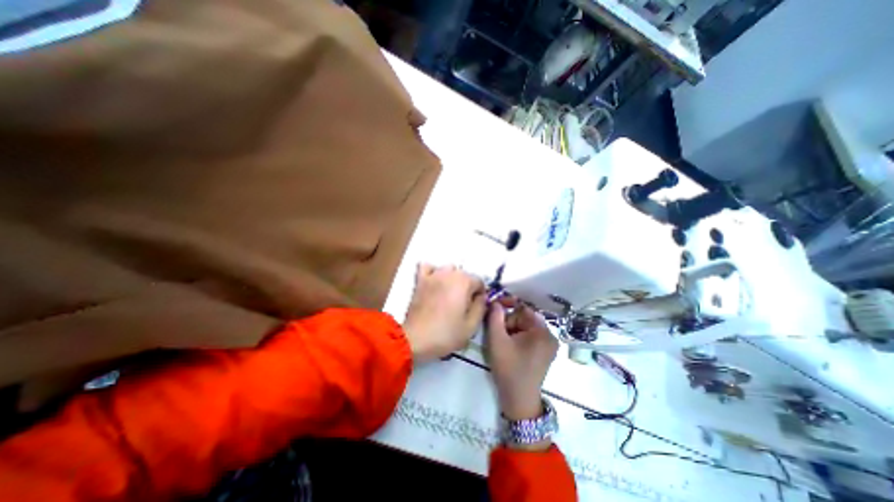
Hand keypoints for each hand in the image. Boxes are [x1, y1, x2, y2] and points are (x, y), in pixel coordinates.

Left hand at [405, 264, 488, 362]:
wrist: (416, 339)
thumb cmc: (446, 334)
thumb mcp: (471, 326)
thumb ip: (481, 307)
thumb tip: (481, 297)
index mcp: (464, 282)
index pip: (479, 281)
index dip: (480, 295)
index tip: (475, 308)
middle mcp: (449, 273)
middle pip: (465, 275)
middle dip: (467, 288)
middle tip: (462, 306)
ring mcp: (433, 275)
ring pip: (448, 269)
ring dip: (452, 279)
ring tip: (449, 295)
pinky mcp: (420, 280)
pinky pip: (427, 267)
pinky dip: (432, 272)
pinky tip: (434, 282)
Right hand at [487, 296, 555, 420]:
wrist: (519, 400)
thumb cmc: (508, 368)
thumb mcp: (497, 340)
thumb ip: (495, 317)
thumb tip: (495, 301)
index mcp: (542, 331)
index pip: (523, 309)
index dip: (508, 305)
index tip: (494, 306)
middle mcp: (550, 335)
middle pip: (525, 318)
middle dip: (509, 321)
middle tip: (497, 331)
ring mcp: (549, 345)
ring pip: (526, 327)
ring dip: (512, 329)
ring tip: (502, 341)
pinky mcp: (545, 352)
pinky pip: (530, 336)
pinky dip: (518, 336)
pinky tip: (510, 346)